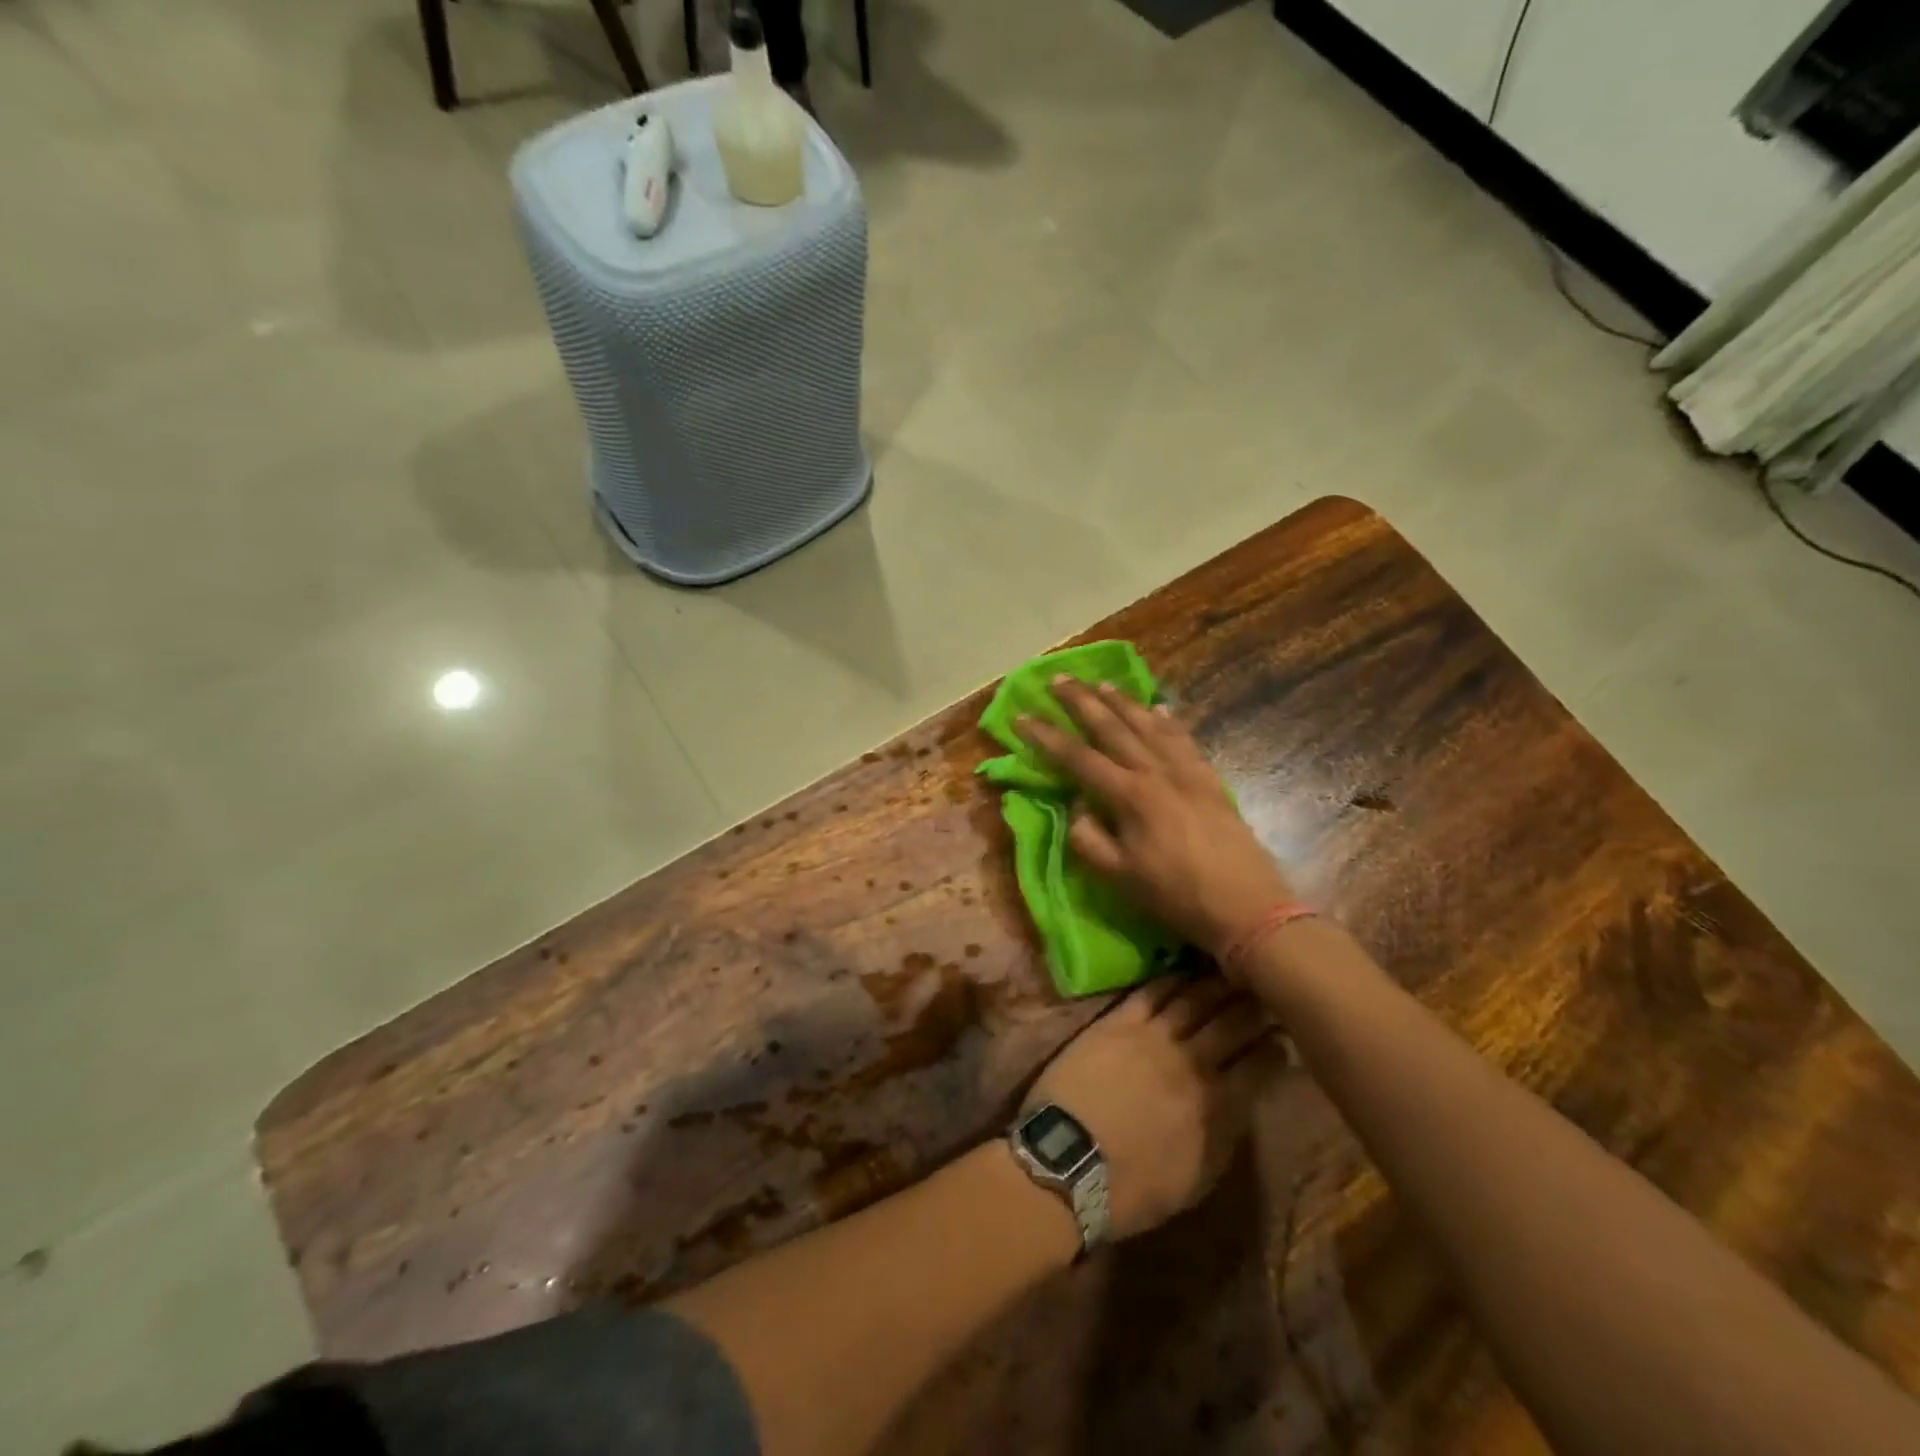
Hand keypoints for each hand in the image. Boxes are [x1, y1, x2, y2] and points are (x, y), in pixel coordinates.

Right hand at [1017, 677, 1294, 959]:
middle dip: (1082, 701)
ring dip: (1123, 702)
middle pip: (1113, 727)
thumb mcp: (1119, 877)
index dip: (1046, 736)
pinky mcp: (1210, 779)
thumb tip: (1077, 805)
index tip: (1021, 716)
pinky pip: (1184, 738)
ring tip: (1102, 684)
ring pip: (1149, 725)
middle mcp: (1156, 772)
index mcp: (1129, 796)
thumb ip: (1088, 838)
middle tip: (1059, 678)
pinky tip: (1159, 708)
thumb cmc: (1176, 895)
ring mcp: (1187, 771)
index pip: (1077, 758)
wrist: (1247, 907)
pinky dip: (1168, 720)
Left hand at [1025, 979, 1277, 1239]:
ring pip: (1195, 1000)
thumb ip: (1224, 1137)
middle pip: (1232, 1024)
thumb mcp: (1197, 1180)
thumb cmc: (1134, 1188)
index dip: (1275, 1050)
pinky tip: (1183, 970)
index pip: (1260, 1067)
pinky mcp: (1118, 1022)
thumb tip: (1241, 1106)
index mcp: (1217, 1105)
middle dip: (1254, 1008)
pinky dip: (1171, 979)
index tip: (1283, 1039)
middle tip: (1266, 994)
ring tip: (1233, 973)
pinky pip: (1151, 992)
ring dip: (1218, 985)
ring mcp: (1153, 1036)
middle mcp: (1192, 1062)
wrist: (1069, 1164)